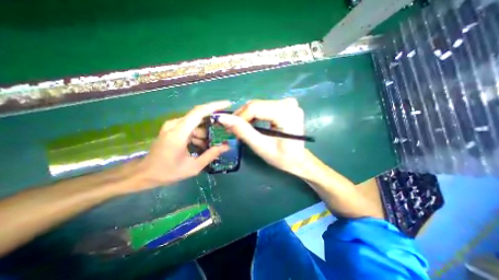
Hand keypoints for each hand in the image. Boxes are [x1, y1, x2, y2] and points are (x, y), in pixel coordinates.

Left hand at [137, 100, 231, 186]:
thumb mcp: (193, 167)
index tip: (227, 104)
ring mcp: (172, 125)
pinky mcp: (172, 128)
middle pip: (199, 116)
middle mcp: (174, 124)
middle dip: (213, 124)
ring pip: (195, 123)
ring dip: (205, 132)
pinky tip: (199, 145)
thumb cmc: (168, 172)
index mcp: (179, 133)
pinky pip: (190, 126)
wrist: (145, 173)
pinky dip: (198, 134)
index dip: (214, 106)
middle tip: (223, 134)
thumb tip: (227, 146)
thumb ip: (211, 155)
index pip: (199, 112)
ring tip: (208, 146)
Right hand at [218, 98, 308, 174]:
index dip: (239, 117)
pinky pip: (264, 107)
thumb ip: (243, 131)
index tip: (228, 128)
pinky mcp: (286, 106)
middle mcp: (288, 104)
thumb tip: (223, 118)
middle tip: (232, 130)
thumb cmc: (282, 157)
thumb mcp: (261, 146)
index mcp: (286, 113)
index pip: (255, 107)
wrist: (298, 160)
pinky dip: (255, 115)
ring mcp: (288, 103)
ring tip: (240, 129)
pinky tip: (251, 124)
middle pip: (256, 105)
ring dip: (247, 116)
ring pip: (258, 105)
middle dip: (242, 117)